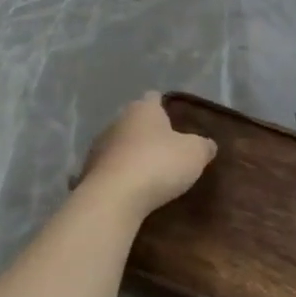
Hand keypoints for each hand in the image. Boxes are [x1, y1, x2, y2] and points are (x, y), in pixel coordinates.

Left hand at [79, 93, 217, 216]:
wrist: (113, 198)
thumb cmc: (158, 164)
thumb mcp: (195, 154)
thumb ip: (204, 146)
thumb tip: (208, 144)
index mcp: (143, 109)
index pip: (154, 98)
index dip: (165, 106)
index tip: (176, 118)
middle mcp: (117, 122)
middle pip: (136, 122)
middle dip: (149, 133)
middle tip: (169, 148)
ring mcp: (98, 148)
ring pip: (121, 146)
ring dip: (133, 155)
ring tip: (151, 172)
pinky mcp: (88, 173)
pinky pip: (110, 170)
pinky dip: (120, 176)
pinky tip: (132, 189)